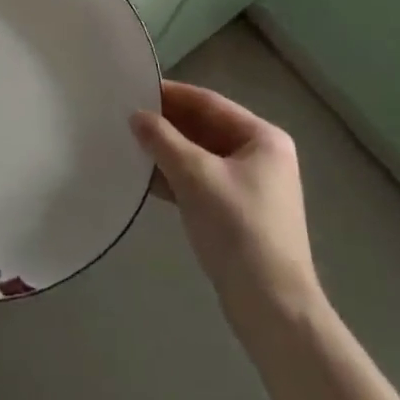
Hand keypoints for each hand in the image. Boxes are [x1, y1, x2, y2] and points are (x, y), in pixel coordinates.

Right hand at [132, 81, 322, 330]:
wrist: (273, 310)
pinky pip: (202, 182)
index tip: (135, 89)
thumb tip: (136, 116)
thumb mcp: (195, 177)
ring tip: (129, 145)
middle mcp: (262, 157)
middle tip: (126, 117)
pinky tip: (146, 180)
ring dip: (168, 152)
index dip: (171, 95)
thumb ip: (163, 140)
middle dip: (167, 125)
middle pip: (206, 128)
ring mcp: (252, 188)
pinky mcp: (239, 215)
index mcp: (263, 138)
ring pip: (201, 157)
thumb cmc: (238, 229)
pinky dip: (177, 178)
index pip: (209, 103)